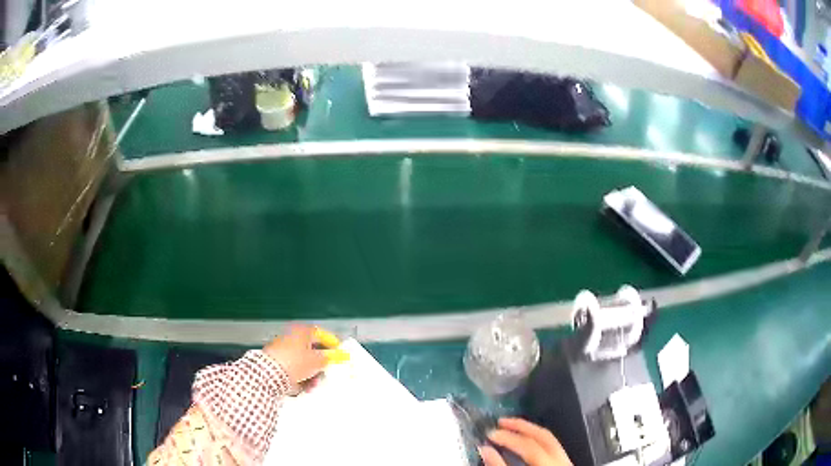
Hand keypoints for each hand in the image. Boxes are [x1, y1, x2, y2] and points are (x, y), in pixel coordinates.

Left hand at [263, 325, 339, 385]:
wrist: (270, 373)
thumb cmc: (294, 362)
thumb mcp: (318, 360)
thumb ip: (330, 358)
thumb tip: (338, 356)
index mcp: (302, 331)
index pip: (321, 334)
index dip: (332, 344)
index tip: (339, 353)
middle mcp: (291, 337)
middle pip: (312, 350)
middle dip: (320, 364)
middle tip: (326, 372)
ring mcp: (283, 349)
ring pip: (303, 361)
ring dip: (311, 373)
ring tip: (313, 384)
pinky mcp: (277, 361)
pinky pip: (294, 368)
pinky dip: (300, 376)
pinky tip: (304, 386)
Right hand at [480, 418, 571, 465]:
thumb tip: (485, 450)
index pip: (529, 447)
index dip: (509, 438)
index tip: (490, 434)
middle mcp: (561, 462)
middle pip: (543, 437)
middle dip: (522, 427)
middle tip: (501, 422)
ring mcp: (565, 463)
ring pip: (550, 440)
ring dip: (530, 430)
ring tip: (512, 426)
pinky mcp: (565, 465)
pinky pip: (552, 446)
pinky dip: (538, 440)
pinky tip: (526, 441)